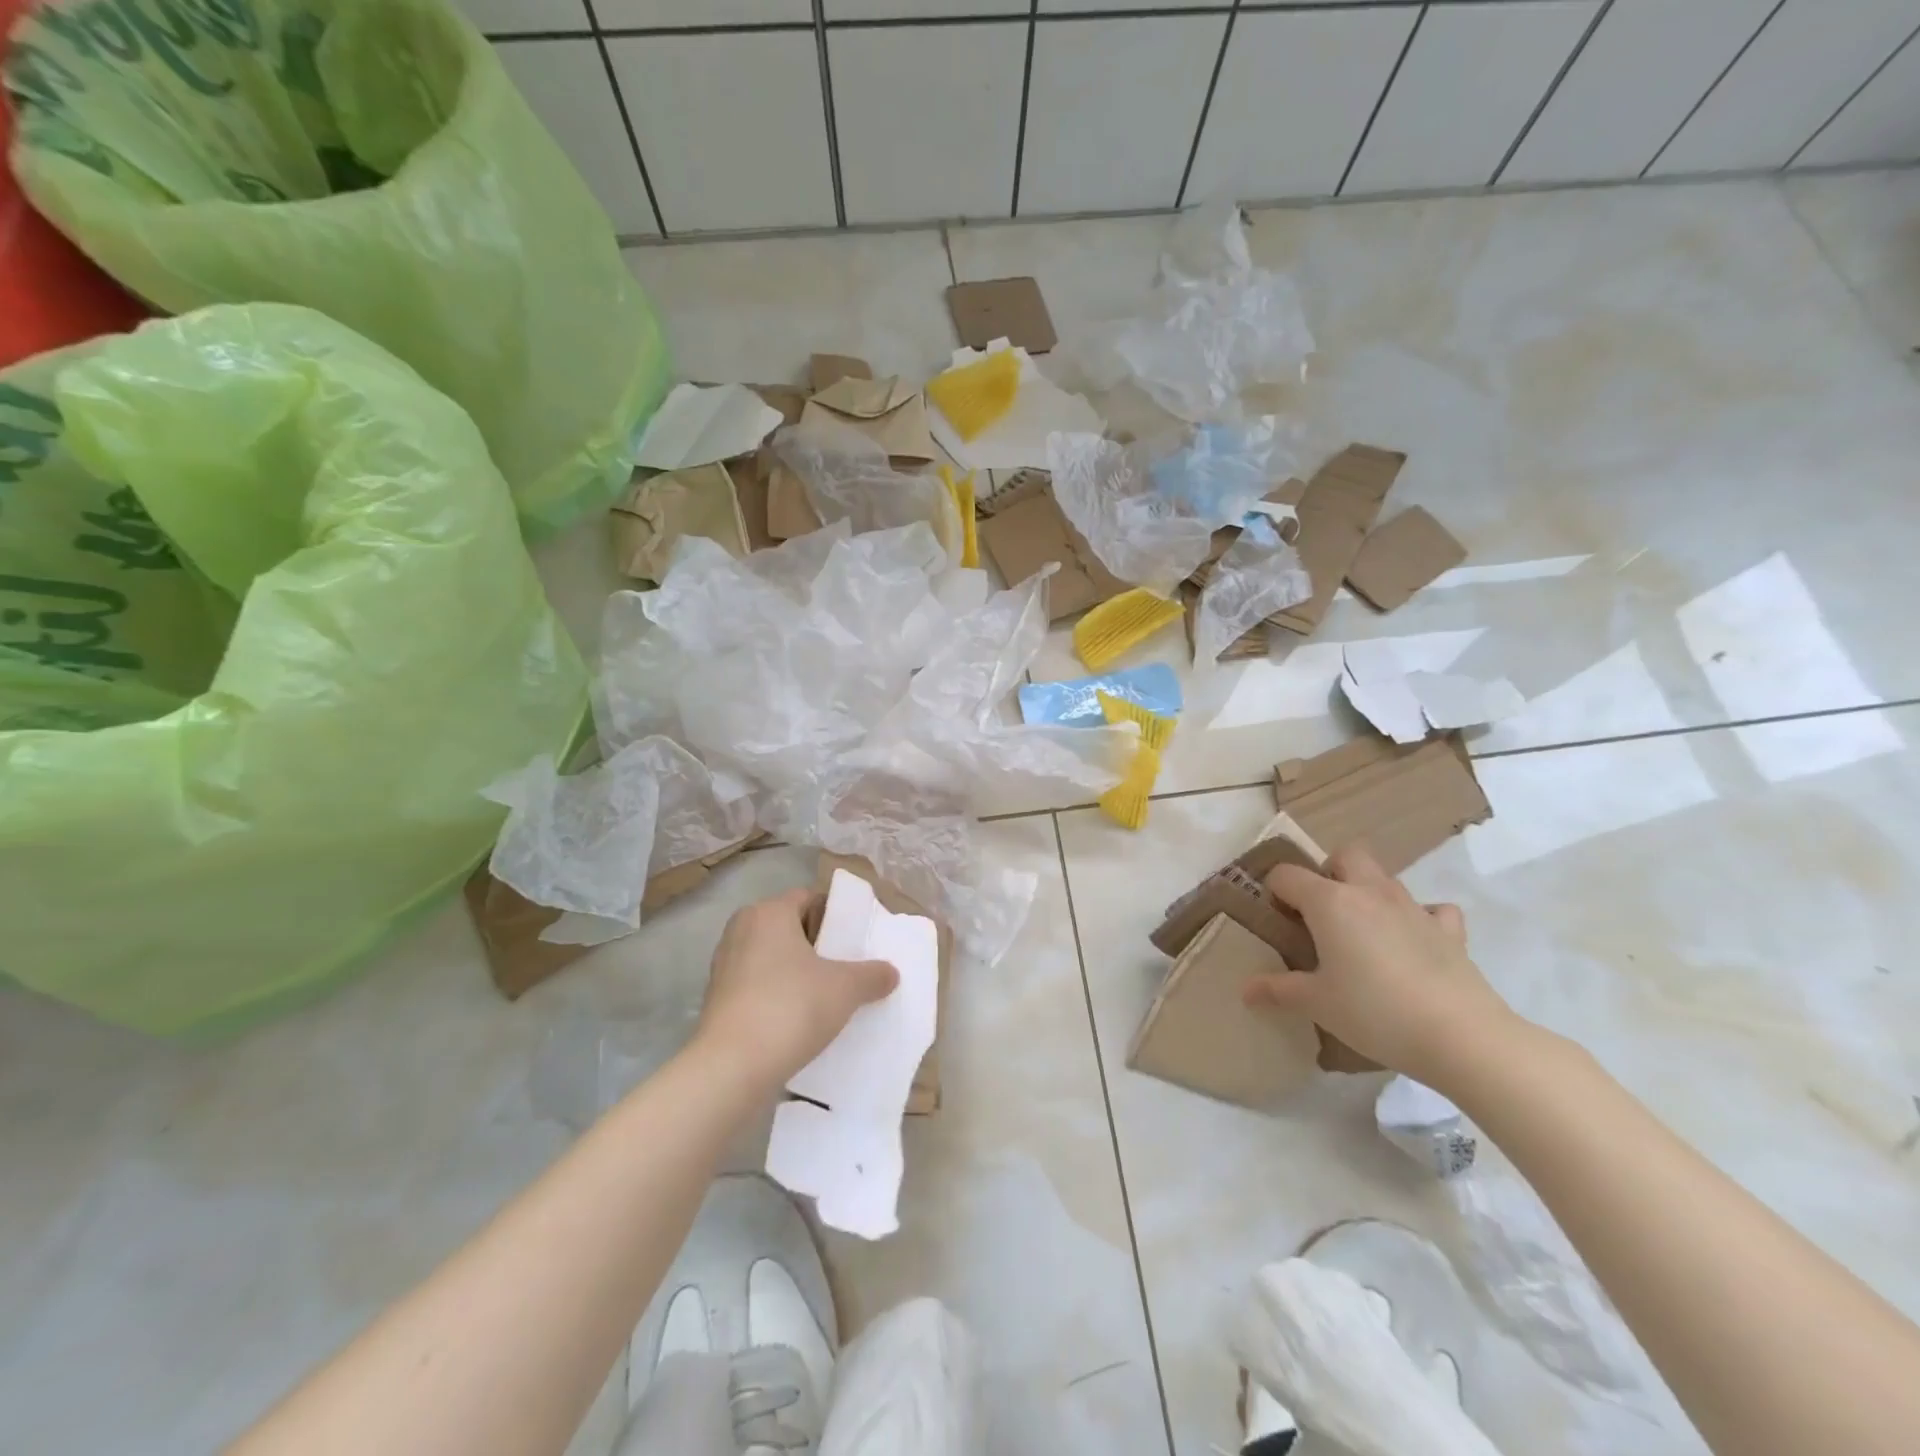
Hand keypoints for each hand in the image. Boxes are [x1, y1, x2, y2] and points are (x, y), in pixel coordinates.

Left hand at [696, 889, 899, 1090]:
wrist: (731, 1068)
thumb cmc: (791, 1007)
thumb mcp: (845, 989)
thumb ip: (872, 975)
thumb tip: (890, 972)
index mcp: (769, 912)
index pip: (809, 898)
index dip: (836, 916)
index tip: (856, 940)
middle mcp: (741, 930)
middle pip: (790, 927)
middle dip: (818, 945)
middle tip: (847, 967)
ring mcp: (725, 965)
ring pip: (772, 958)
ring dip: (798, 972)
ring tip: (828, 996)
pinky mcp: (717, 999)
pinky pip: (758, 985)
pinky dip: (778, 994)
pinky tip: (800, 1019)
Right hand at [1241, 846, 1517, 1087]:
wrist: (1461, 1036)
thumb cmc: (1374, 1012)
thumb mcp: (1317, 1004)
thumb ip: (1278, 990)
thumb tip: (1246, 991)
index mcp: (1330, 902)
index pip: (1287, 876)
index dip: (1275, 892)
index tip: (1277, 921)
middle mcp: (1369, 892)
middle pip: (1345, 855)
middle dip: (1329, 873)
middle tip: (1321, 913)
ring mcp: (1413, 908)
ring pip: (1385, 878)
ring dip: (1369, 894)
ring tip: (1362, 934)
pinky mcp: (1449, 931)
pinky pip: (1432, 910)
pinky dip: (1419, 919)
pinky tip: (1413, 943)